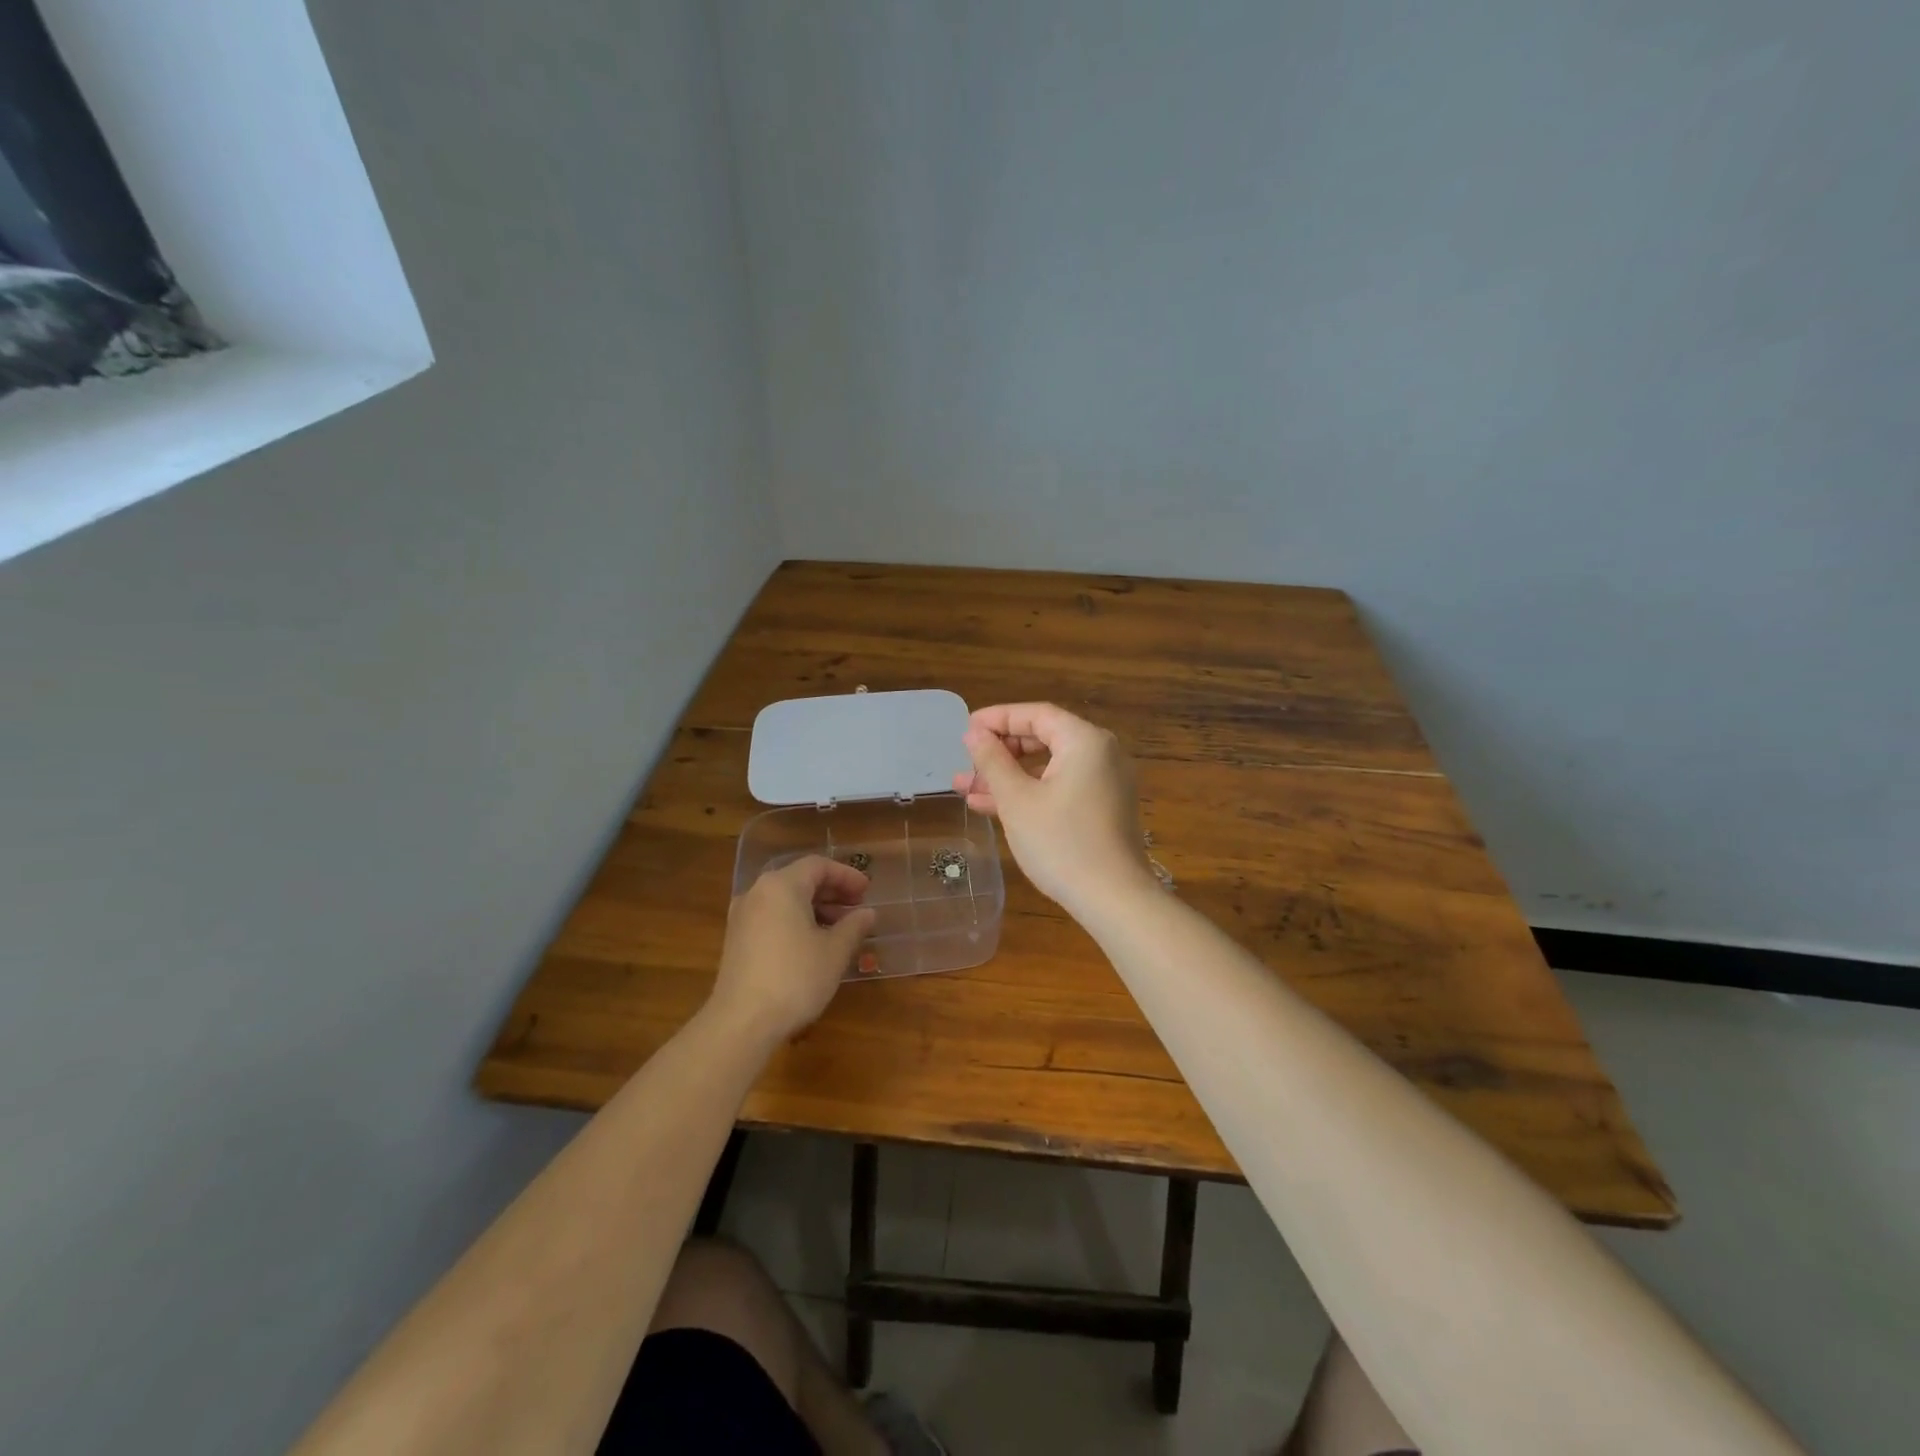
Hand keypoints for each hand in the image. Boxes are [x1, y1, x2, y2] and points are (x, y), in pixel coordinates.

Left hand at [708, 856, 876, 1044]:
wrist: (742, 1022)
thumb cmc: (795, 978)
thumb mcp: (834, 952)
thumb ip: (854, 926)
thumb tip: (867, 913)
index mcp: (781, 886)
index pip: (818, 866)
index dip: (846, 876)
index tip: (867, 891)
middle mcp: (757, 892)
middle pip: (799, 879)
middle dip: (831, 891)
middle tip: (857, 907)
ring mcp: (742, 916)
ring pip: (785, 900)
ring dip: (815, 908)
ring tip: (840, 929)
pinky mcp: (736, 939)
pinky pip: (772, 917)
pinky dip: (795, 921)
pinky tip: (813, 944)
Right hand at [951, 702, 1155, 916]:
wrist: (1113, 899)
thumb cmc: (1061, 843)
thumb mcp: (1017, 800)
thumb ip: (992, 761)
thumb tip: (974, 733)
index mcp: (1085, 741)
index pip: (1036, 714)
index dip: (998, 718)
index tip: (965, 729)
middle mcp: (1101, 754)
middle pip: (1044, 738)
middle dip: (1000, 752)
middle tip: (966, 762)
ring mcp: (1105, 783)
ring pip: (1049, 767)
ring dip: (1008, 776)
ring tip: (965, 788)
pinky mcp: (1102, 808)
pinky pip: (1061, 787)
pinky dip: (1030, 793)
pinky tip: (993, 807)